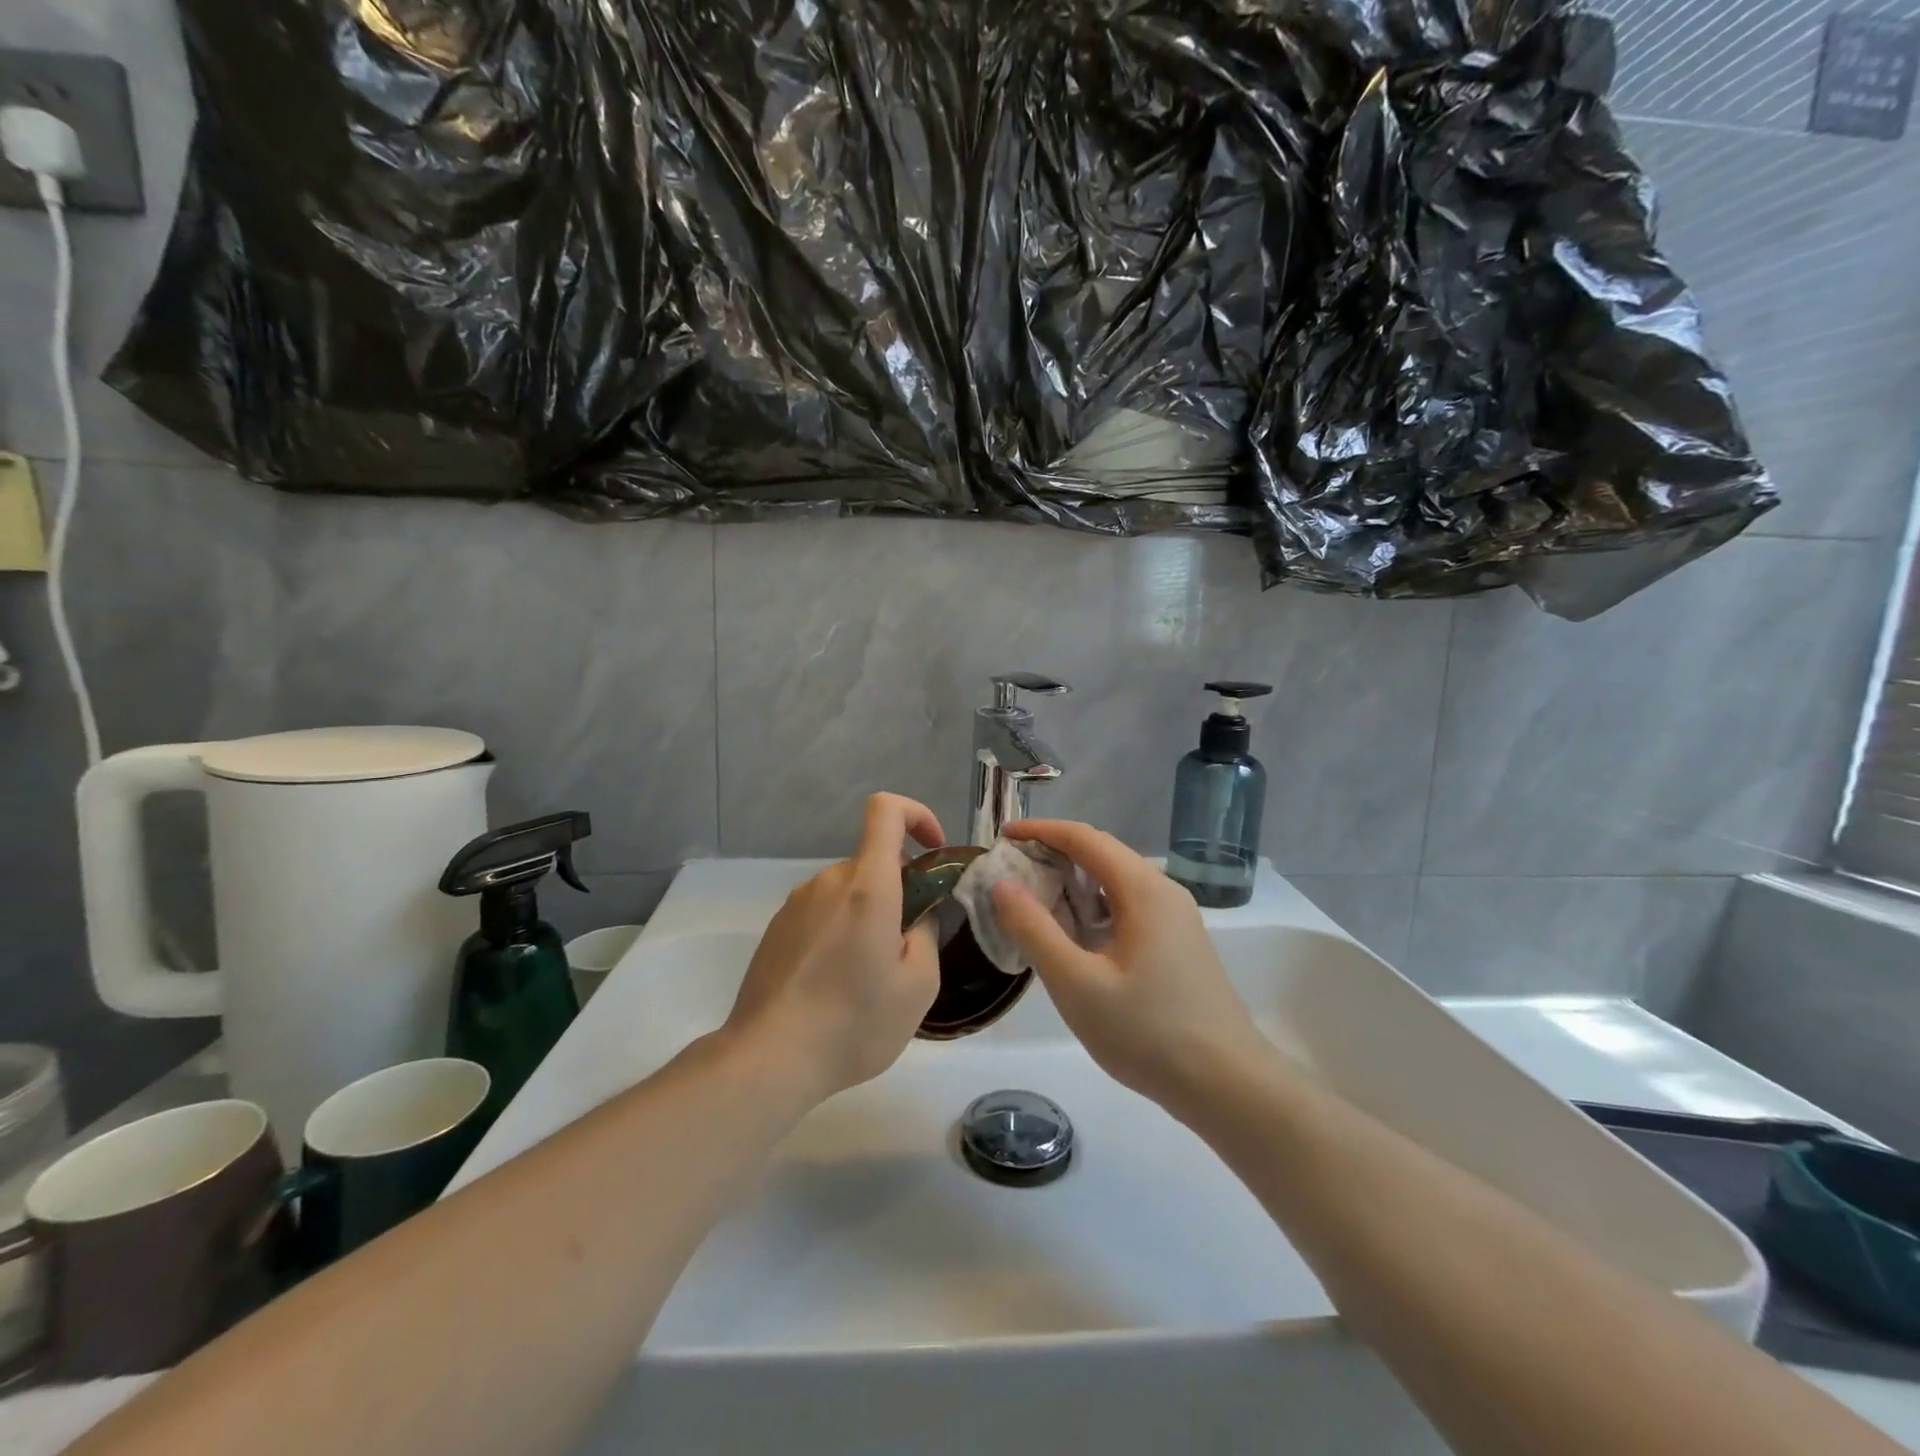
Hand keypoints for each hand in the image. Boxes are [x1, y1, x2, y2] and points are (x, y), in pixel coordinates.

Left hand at [723, 793, 943, 1104]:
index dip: (916, 815)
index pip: (886, 810)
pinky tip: (834, 984)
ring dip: (867, 917)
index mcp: (867, 885)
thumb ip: (926, 935)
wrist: (769, 1058)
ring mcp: (796, 903)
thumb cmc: (854, 1022)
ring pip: (847, 892)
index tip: (932, 851)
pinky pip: (821, 913)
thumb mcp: (918, 986)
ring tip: (868, 977)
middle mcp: (828, 881)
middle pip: (872, 862)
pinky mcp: (777, 928)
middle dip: (897, 892)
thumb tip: (917, 916)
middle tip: (905, 949)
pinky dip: (839, 932)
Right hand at [993, 821, 1270, 1111]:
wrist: (1228, 1085)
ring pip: (1116, 882)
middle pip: (1102, 854)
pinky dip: (1094, 906)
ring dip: (1074, 881)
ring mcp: (1176, 918)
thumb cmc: (1148, 1032)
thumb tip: (1002, 885)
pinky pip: (1129, 906)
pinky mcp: (1180, 943)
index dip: (1041, 831)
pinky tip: (1076, 936)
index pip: (1084, 838)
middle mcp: (1163, 891)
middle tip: (1012, 871)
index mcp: (1142, 890)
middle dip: (1055, 853)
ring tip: (1035, 901)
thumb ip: (1035, 930)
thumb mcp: (1077, 984)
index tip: (1003, 836)